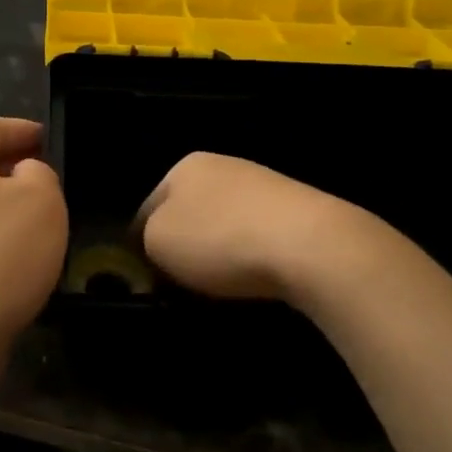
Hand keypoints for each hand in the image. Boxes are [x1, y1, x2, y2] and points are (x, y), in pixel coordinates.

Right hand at [135, 153, 398, 305]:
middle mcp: (222, 165)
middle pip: (188, 214)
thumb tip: (155, 247)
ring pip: (223, 224)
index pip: (146, 209)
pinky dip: (251, 255)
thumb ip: (145, 240)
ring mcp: (262, 184)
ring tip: (221, 286)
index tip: (149, 280)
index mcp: (184, 166)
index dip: (141, 248)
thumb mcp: (157, 242)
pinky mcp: (296, 208)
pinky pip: (257, 235)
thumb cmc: (219, 239)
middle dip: (184, 247)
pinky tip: (256, 276)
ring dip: (218, 252)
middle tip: (182, 284)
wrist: (309, 243)